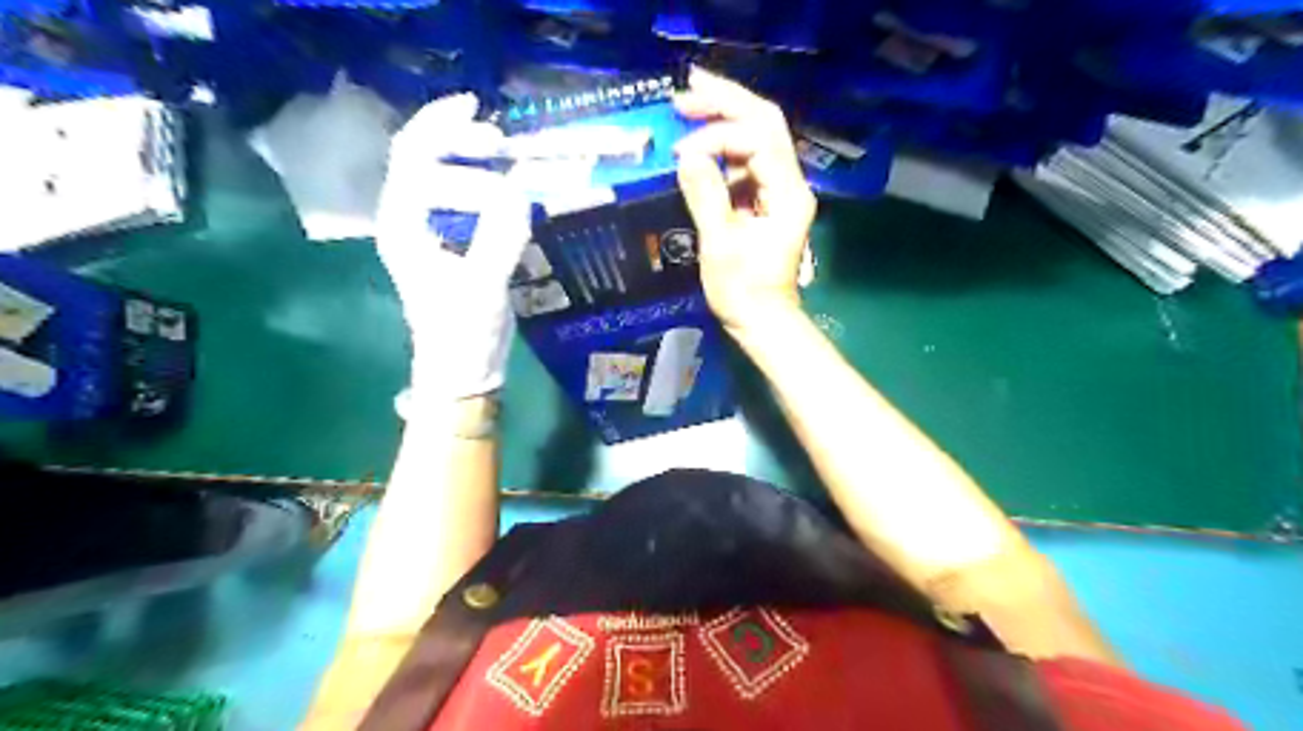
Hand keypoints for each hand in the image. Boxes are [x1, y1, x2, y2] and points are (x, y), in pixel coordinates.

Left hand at [377, 96, 529, 406]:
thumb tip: (521, 191)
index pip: (416, 161)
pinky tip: (500, 176)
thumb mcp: (484, 287)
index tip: (493, 140)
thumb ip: (499, 238)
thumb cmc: (463, 333)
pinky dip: (475, 175)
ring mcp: (427, 228)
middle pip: (416, 154)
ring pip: (432, 169)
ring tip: (498, 145)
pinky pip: (455, 192)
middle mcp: (407, 218)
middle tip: (497, 137)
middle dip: (453, 135)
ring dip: (461, 150)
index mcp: (404, 225)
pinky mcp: (449, 240)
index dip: (450, 141)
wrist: (461, 369)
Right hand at [671, 65, 811, 334]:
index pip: (760, 137)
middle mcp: (790, 183)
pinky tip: (698, 148)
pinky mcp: (766, 201)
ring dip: (723, 122)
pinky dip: (721, 150)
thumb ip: (706, 197)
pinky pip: (745, 162)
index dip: (720, 132)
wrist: (761, 320)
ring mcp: (779, 190)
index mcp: (787, 193)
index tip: (682, 151)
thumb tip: (688, 156)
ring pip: (755, 139)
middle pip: (764, 124)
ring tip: (686, 110)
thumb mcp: (721, 245)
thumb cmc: (743, 291)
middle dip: (726, 103)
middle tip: (686, 91)